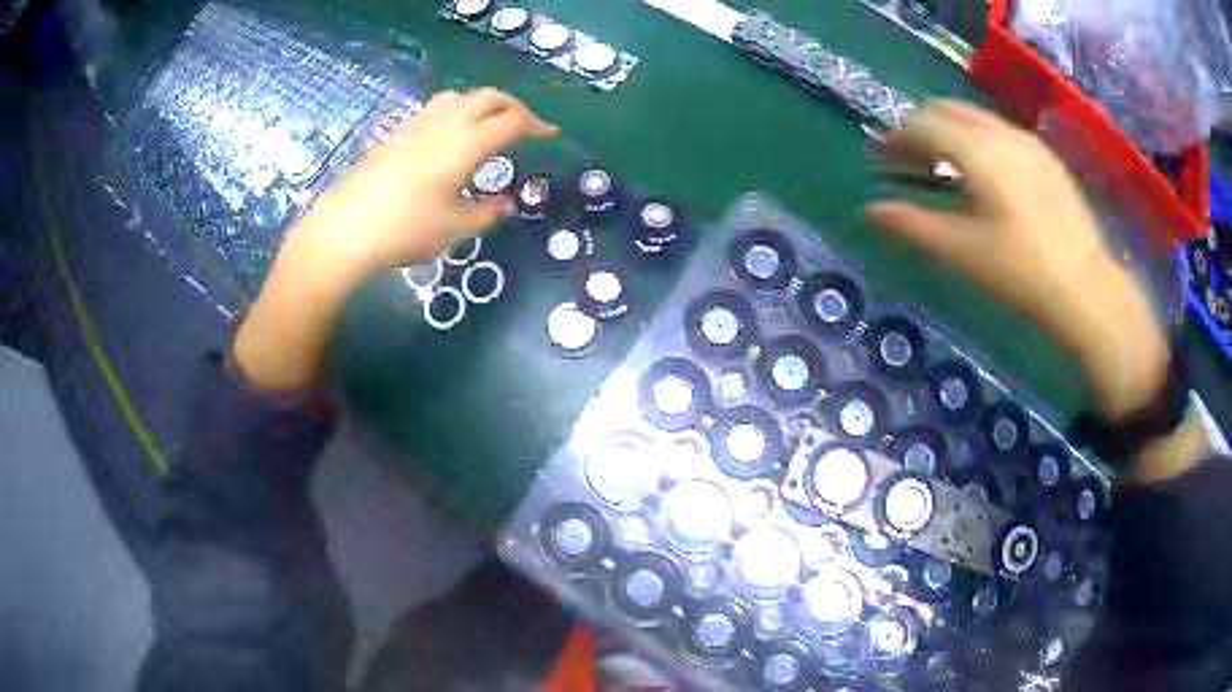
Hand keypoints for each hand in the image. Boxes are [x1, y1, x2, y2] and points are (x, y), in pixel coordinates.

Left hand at [295, 88, 558, 277]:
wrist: (346, 229)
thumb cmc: (406, 229)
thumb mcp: (456, 227)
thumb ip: (487, 212)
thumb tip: (506, 204)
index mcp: (467, 143)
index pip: (512, 122)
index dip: (536, 126)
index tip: (551, 134)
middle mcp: (445, 123)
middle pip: (489, 97)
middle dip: (513, 106)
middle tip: (524, 126)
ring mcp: (417, 124)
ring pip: (459, 96)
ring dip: (481, 104)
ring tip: (486, 125)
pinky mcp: (396, 133)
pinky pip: (434, 108)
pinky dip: (454, 112)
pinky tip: (447, 137)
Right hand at [865, 100, 1167, 421]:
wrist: (1086, 290)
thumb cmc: (1022, 273)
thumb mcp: (962, 253)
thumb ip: (913, 225)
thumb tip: (870, 210)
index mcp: (978, 149)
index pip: (923, 123)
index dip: (897, 138)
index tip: (883, 161)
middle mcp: (1001, 132)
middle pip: (947, 110)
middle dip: (921, 129)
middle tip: (910, 163)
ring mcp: (1028, 142)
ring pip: (976, 118)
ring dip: (951, 134)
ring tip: (946, 170)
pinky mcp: (1046, 158)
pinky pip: (1001, 133)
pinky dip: (979, 142)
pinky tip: (985, 178)